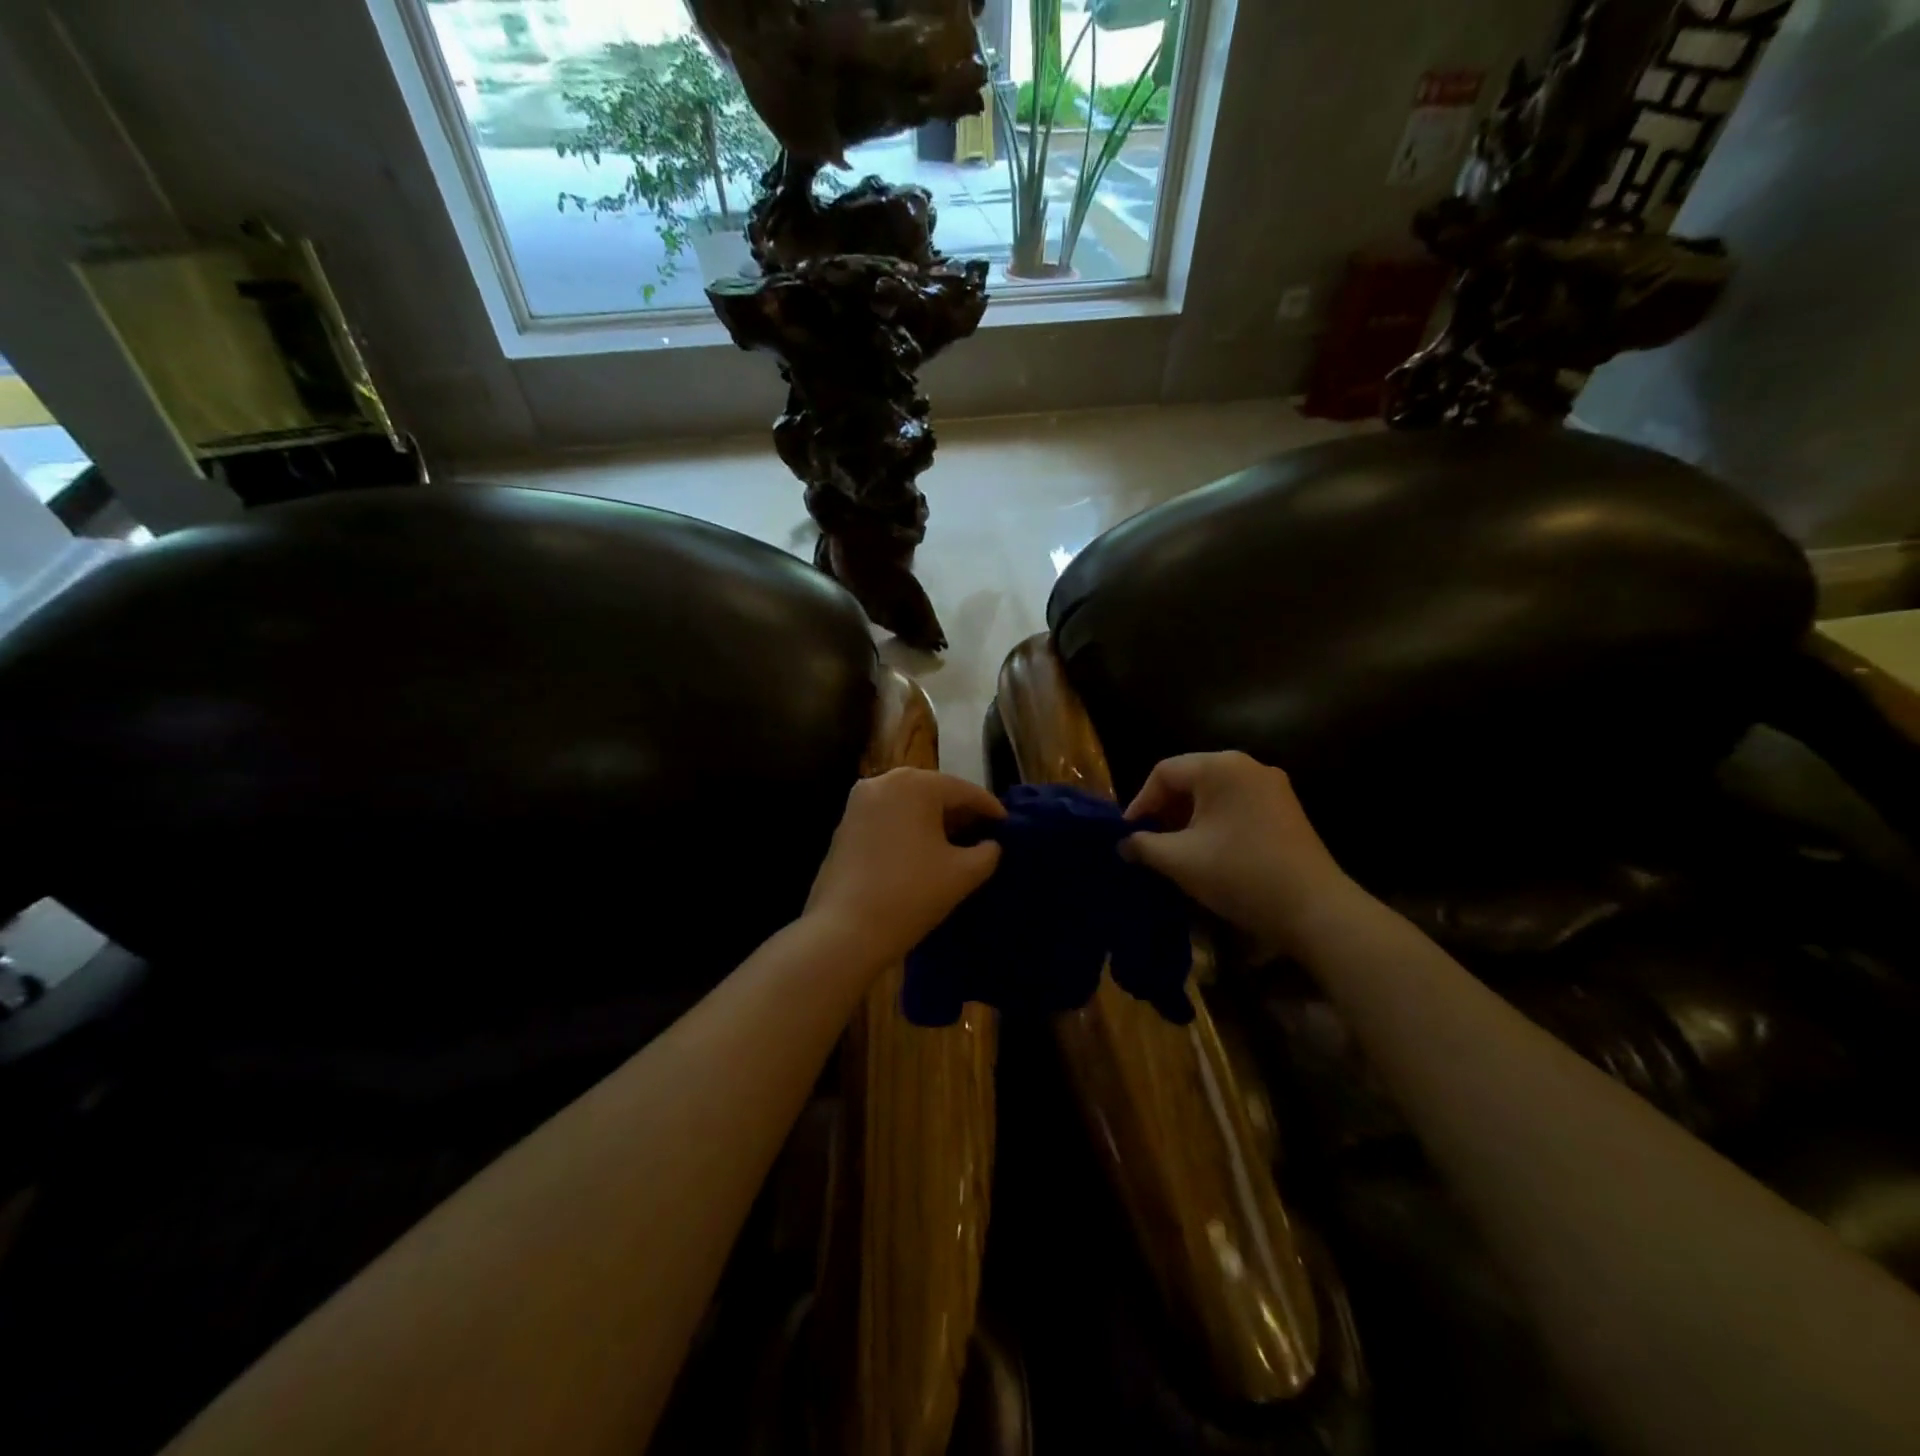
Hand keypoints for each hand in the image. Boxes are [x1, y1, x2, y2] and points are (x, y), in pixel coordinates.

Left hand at [805, 768, 1003, 969]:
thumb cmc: (911, 894)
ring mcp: (859, 802)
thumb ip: (988, 852)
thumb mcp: (963, 874)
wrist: (845, 930)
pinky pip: (888, 817)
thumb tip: (991, 845)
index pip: (965, 791)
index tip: (1009, 826)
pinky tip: (923, 852)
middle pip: (934, 792)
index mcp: (915, 784)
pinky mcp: (845, 824)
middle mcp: (884, 781)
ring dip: (934, 821)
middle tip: (985, 835)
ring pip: (909, 804)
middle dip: (960, 813)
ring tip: (957, 845)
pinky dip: (909, 829)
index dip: (991, 810)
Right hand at [1121, 752, 1361, 956]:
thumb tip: (1123, 843)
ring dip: (1189, 817)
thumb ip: (1143, 845)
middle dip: (1164, 809)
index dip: (1140, 802)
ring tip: (1175, 848)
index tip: (1129, 835)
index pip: (1164, 772)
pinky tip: (1208, 850)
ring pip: (1214, 793)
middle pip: (1190, 778)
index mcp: (1220, 767)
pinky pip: (1237, 804)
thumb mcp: (1179, 860)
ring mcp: (1272, 785)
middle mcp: (1247, 766)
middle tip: (1149, 841)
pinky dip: (1215, 821)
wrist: (1314, 909)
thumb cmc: (1239, 874)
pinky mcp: (1286, 808)